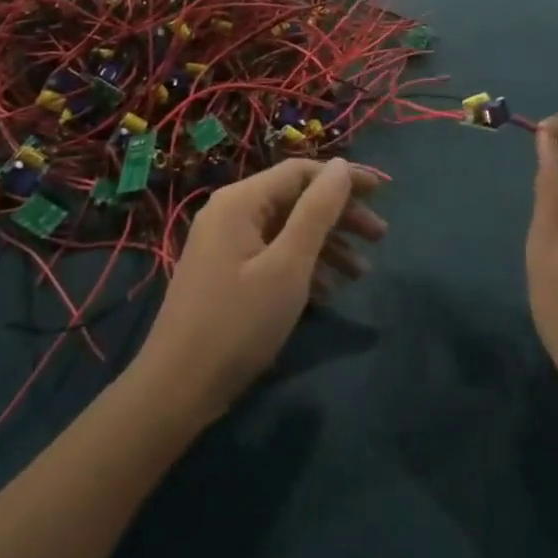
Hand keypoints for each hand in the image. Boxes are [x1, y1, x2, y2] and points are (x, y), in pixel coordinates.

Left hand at [135, 158, 384, 425]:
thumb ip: (317, 211)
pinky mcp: (226, 274)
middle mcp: (231, 212)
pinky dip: (303, 266)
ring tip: (362, 271)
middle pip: (296, 199)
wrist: (175, 392)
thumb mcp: (288, 266)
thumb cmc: (238, 324)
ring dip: (327, 244)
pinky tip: (330, 291)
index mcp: (241, 201)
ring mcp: (226, 244)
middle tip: (380, 236)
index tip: (382, 195)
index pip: (301, 171)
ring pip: (287, 229)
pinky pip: (273, 254)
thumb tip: (341, 165)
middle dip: (340, 215)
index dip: (344, 179)